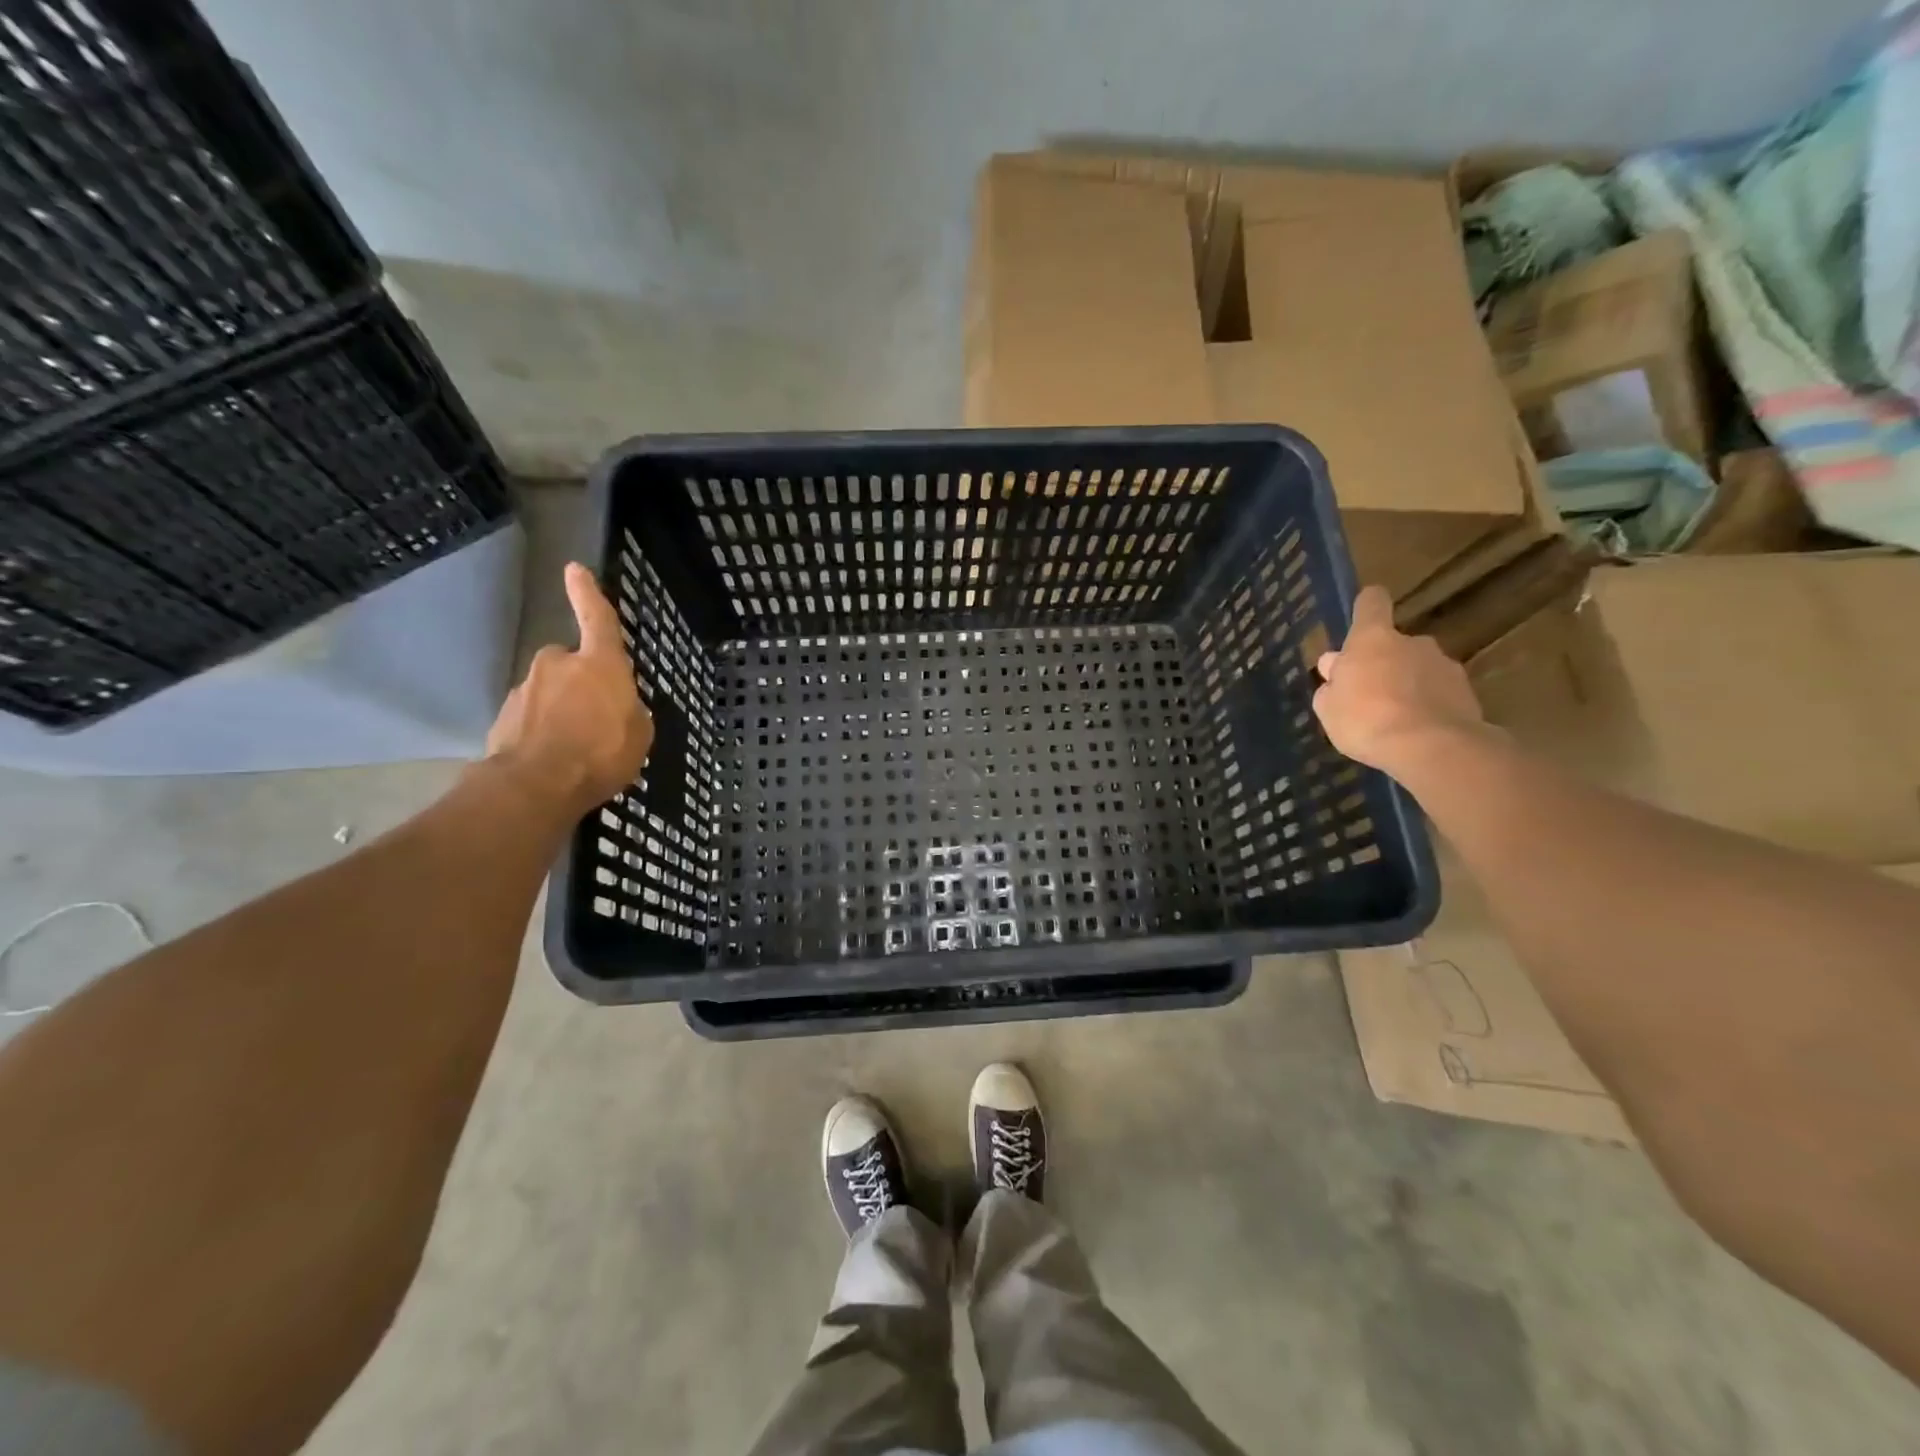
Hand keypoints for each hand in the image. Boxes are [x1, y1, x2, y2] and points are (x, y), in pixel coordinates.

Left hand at [486, 563, 653, 814]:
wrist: (535, 786)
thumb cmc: (601, 753)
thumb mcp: (639, 734)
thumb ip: (629, 711)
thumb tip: (618, 707)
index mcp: (599, 664)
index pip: (597, 619)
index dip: (588, 594)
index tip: (574, 568)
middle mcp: (558, 666)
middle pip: (570, 663)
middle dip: (580, 681)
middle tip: (596, 715)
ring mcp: (526, 690)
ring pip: (549, 692)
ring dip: (561, 710)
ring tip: (576, 747)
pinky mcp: (504, 717)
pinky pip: (532, 718)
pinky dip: (542, 731)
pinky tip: (553, 759)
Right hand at [1312, 585, 1487, 773]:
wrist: (1433, 748)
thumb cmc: (1366, 720)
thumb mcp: (1329, 708)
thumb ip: (1331, 685)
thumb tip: (1335, 668)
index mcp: (1373, 639)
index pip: (1371, 603)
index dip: (1366, 606)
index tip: (1361, 617)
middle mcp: (1412, 642)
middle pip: (1393, 644)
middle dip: (1381, 663)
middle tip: (1367, 695)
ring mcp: (1444, 665)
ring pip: (1418, 669)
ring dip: (1406, 685)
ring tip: (1394, 719)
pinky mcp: (1467, 692)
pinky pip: (1438, 693)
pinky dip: (1428, 705)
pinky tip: (1417, 731)